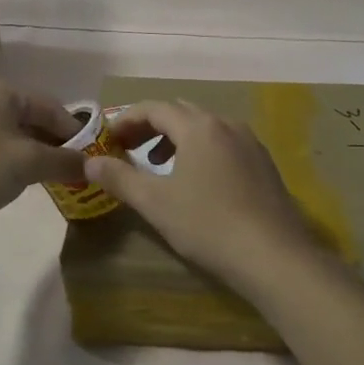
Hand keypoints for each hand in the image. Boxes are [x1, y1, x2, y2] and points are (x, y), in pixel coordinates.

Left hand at [0, 77, 85, 231]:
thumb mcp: (28, 164)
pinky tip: (25, 184)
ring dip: (37, 156)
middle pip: (33, 119)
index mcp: (0, 91)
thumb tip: (93, 166)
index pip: (51, 107)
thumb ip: (65, 161)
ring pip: (16, 136)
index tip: (94, 158)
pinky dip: (15, 163)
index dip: (75, 133)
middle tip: (77, 171)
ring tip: (56, 180)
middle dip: (56, 145)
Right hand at [89, 101, 321, 290]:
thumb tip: (89, 163)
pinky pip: (225, 144)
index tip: (108, 139)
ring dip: (177, 139)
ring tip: (160, 167)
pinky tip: (198, 182)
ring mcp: (250, 143)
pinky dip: (202, 151)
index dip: (126, 119)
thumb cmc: (208, 224)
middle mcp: (227, 124)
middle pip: (181, 113)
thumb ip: (119, 178)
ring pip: (205, 128)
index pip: (154, 108)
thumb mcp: (155, 202)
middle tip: (129, 150)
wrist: (274, 256)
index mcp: (199, 127)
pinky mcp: (264, 164)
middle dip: (151, 127)